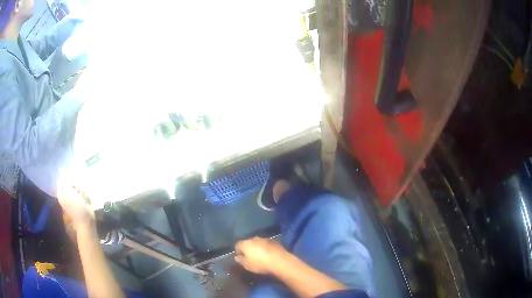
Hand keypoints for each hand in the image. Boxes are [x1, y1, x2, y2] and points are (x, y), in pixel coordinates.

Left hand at [57, 170, 94, 229]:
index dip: (68, 179)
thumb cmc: (76, 206)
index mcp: (61, 193)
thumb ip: (65, 180)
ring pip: (79, 187)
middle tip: (78, 192)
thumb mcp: (69, 191)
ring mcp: (74, 198)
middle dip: (77, 186)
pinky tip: (86, 202)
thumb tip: (61, 169)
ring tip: (83, 199)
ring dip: (82, 192)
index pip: (62, 179)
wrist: (86, 220)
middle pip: (71, 182)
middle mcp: (66, 195)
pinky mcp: (81, 201)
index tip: (72, 182)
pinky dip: (86, 197)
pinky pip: (84, 194)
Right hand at [235, 237, 285, 273]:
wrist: (280, 260)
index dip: (238, 251)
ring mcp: (265, 239)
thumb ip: (240, 260)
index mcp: (245, 243)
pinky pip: (266, 244)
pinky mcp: (274, 241)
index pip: (237, 245)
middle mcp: (254, 238)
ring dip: (257, 248)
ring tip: (260, 256)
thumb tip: (237, 257)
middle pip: (248, 242)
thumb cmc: (260, 264)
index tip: (240, 258)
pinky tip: (268, 255)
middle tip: (250, 257)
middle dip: (248, 248)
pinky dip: (266, 248)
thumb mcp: (247, 265)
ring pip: (257, 243)